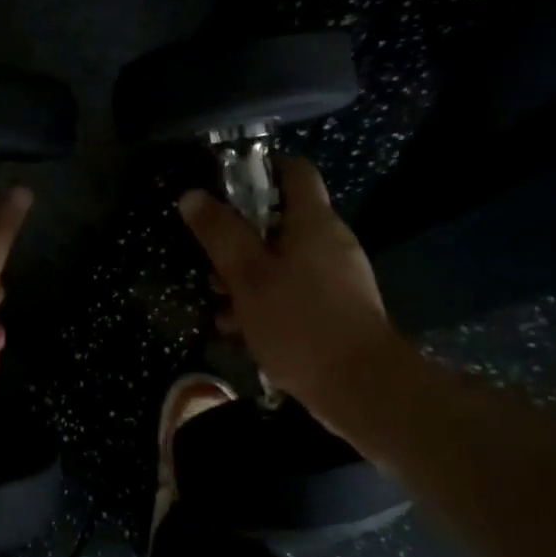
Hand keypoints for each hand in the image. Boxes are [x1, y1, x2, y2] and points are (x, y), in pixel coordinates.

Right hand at [177, 157, 394, 418]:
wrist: (363, 388)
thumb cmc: (300, 322)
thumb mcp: (248, 276)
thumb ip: (220, 234)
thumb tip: (192, 196)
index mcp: (314, 222)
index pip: (295, 170)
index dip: (261, 168)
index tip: (226, 185)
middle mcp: (331, 242)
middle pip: (282, 219)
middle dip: (242, 235)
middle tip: (211, 256)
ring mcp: (338, 278)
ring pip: (284, 261)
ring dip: (249, 275)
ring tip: (217, 301)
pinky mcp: (338, 311)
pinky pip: (296, 291)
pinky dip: (268, 301)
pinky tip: (240, 330)